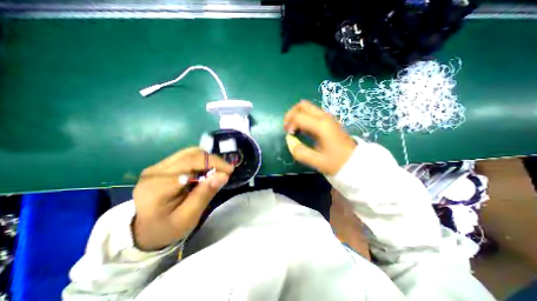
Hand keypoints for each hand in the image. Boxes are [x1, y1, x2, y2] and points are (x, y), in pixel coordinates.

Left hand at [132, 147, 232, 249]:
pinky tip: (204, 172)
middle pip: (191, 154)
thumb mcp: (188, 217)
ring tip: (216, 172)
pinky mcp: (161, 166)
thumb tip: (223, 175)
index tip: (230, 171)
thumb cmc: (166, 228)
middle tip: (225, 171)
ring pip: (189, 152)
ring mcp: (157, 167)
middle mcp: (155, 171)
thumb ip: (204, 195)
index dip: (214, 163)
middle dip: (213, 160)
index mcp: (158, 186)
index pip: (191, 163)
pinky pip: (185, 156)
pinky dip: (200, 161)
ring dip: (207, 160)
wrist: (143, 231)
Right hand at [282, 101, 355, 176]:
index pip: (298, 117)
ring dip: (296, 115)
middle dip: (291, 114)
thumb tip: (290, 143)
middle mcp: (323, 117)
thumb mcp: (317, 162)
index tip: (290, 136)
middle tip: (288, 128)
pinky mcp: (327, 120)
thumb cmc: (336, 162)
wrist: (354, 161)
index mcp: (321, 125)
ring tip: (293, 128)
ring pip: (306, 107)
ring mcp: (326, 117)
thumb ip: (300, 153)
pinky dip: (303, 117)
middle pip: (302, 105)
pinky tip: (302, 129)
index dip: (289, 125)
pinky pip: (311, 113)